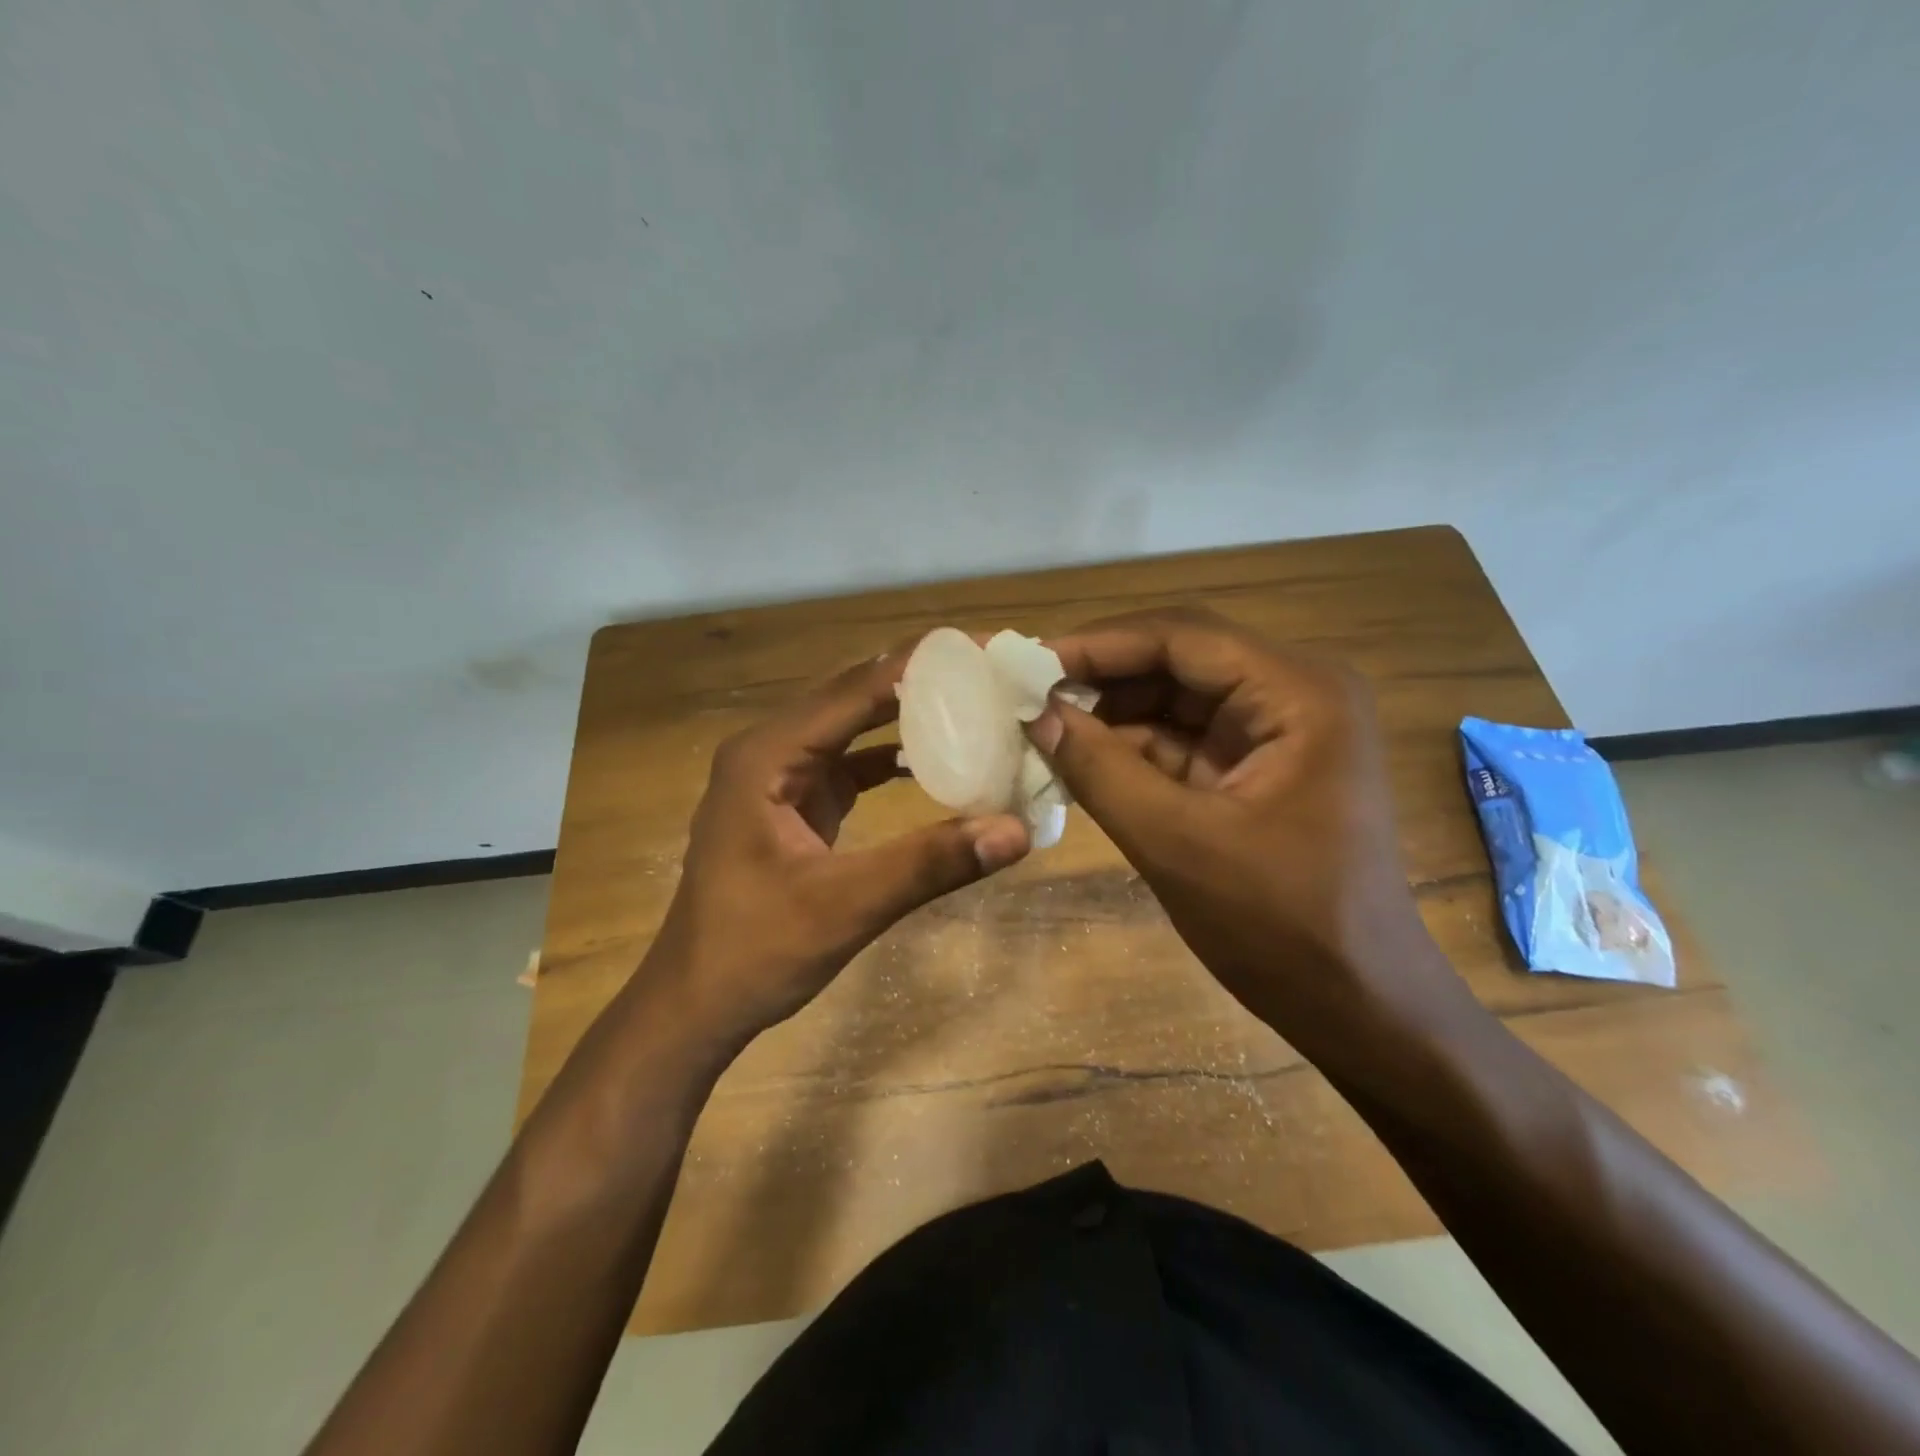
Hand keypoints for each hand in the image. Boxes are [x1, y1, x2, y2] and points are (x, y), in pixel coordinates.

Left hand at [647, 644, 1031, 1044]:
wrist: (696, 1003)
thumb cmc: (755, 952)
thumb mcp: (845, 907)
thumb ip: (928, 864)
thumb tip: (1015, 831)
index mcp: (767, 756)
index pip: (855, 690)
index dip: (921, 665)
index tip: (984, 650)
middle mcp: (769, 749)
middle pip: (854, 695)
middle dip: (921, 680)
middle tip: (991, 672)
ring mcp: (779, 775)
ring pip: (852, 724)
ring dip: (908, 712)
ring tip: (974, 701)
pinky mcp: (793, 801)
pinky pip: (850, 761)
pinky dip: (892, 755)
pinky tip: (937, 757)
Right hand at [1032, 608, 1461, 1049]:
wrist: (1359, 1007)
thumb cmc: (1281, 926)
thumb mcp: (1177, 844)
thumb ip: (1101, 770)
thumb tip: (1036, 715)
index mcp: (1299, 693)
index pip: (1182, 638)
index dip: (1098, 644)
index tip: (1027, 662)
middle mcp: (1294, 693)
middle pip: (1179, 660)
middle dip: (1101, 676)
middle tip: (1025, 692)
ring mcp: (1278, 732)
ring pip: (1175, 699)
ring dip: (1111, 713)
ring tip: (1040, 725)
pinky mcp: (1257, 768)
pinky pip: (1183, 739)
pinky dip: (1131, 748)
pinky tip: (1078, 758)